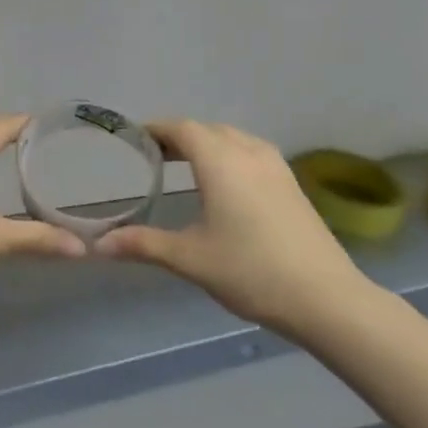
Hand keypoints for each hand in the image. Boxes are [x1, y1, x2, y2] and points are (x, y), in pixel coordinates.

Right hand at [96, 120, 377, 339]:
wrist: (328, 299)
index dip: (156, 129)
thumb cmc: (252, 271)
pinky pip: (251, 151)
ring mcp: (275, 166)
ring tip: (186, 165)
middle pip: (206, 129)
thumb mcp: (190, 258)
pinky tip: (226, 183)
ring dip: (207, 143)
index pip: (181, 128)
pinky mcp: (292, 183)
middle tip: (153, 155)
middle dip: (179, 136)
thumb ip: (144, 244)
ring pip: (232, 138)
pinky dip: (229, 154)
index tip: (134, 138)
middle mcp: (247, 151)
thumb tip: (100, 244)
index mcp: (219, 160)